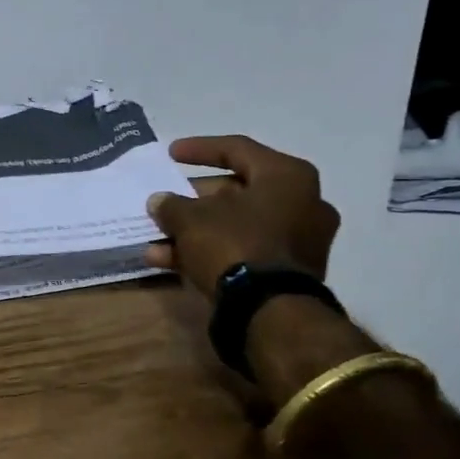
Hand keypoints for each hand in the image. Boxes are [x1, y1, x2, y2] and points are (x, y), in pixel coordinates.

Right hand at [145, 136, 340, 299]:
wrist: (269, 309)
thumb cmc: (233, 243)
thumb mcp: (190, 218)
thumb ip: (172, 204)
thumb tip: (160, 202)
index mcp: (287, 176)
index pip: (237, 149)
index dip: (199, 149)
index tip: (171, 153)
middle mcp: (303, 202)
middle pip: (237, 190)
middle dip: (194, 199)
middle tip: (167, 202)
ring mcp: (300, 239)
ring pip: (236, 224)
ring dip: (195, 230)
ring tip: (157, 239)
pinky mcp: (290, 271)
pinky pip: (244, 249)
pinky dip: (210, 251)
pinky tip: (169, 262)